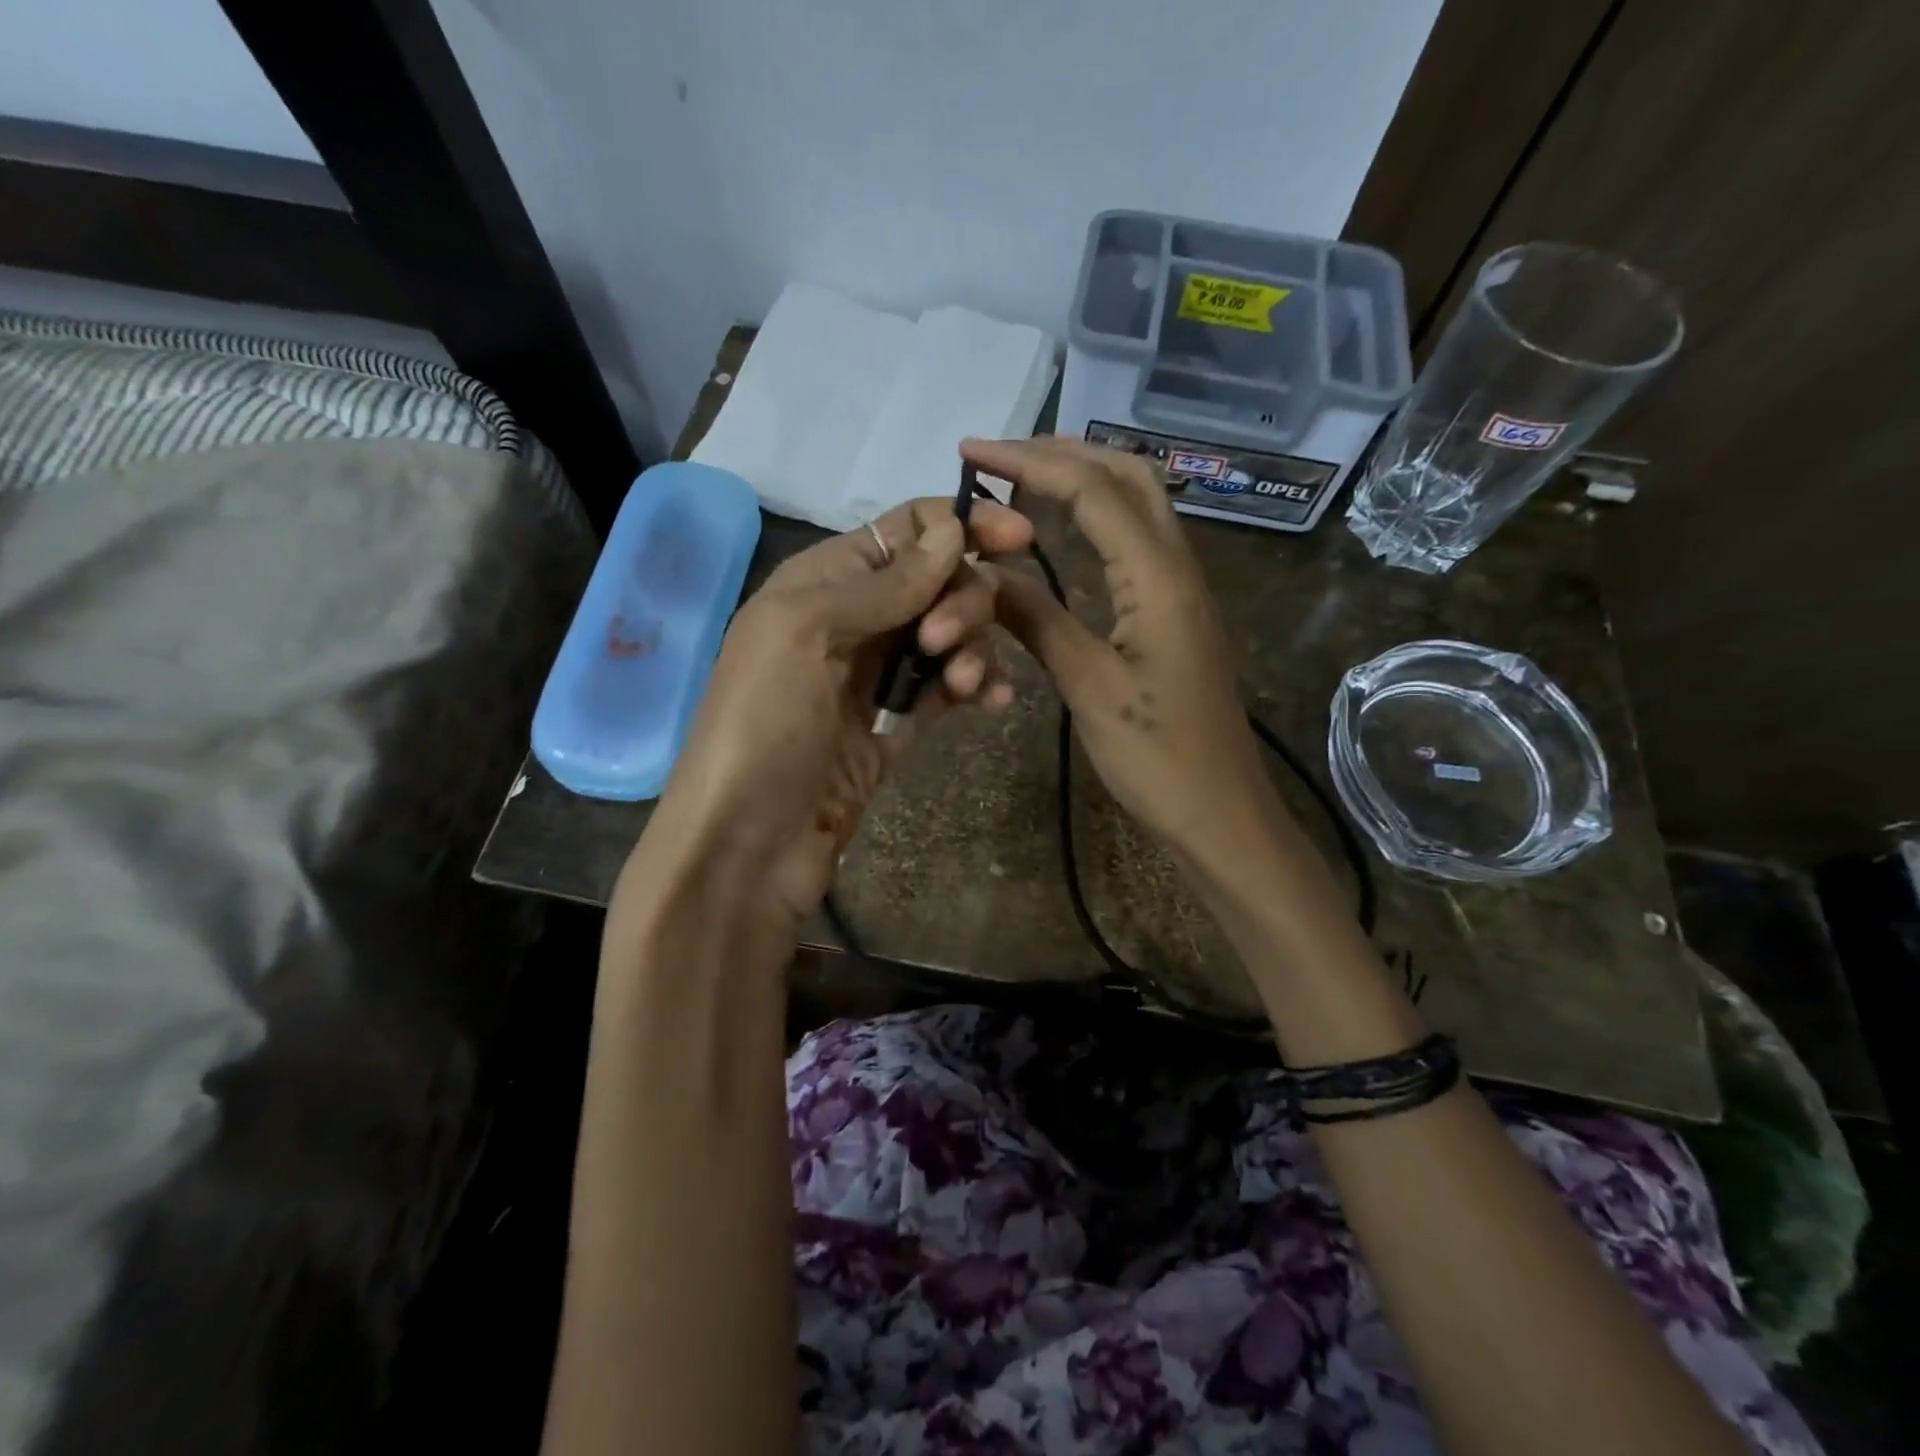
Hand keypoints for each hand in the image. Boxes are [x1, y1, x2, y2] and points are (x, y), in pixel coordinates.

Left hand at [644, 494, 1033, 923]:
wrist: (747, 844)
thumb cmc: (764, 725)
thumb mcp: (807, 632)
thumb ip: (884, 582)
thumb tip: (952, 529)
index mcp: (821, 581)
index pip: (903, 530)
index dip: (960, 524)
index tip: (1020, 538)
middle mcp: (852, 619)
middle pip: (936, 581)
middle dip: (962, 600)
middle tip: (946, 644)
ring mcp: (874, 676)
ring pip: (950, 635)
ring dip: (973, 649)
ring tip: (969, 687)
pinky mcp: (894, 726)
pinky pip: (948, 688)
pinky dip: (978, 687)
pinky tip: (997, 702)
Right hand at [964, 436, 1280, 859]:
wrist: (1220, 812)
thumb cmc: (1156, 756)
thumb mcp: (1088, 686)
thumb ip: (1037, 620)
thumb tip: (986, 573)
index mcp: (1157, 577)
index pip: (1091, 490)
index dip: (1028, 461)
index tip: (970, 452)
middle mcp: (1177, 567)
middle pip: (1127, 476)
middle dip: (1062, 453)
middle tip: (999, 458)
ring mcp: (1182, 589)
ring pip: (1138, 504)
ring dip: (1083, 477)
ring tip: (1023, 480)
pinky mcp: (1176, 613)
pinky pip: (1137, 540)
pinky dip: (1097, 516)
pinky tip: (1063, 531)